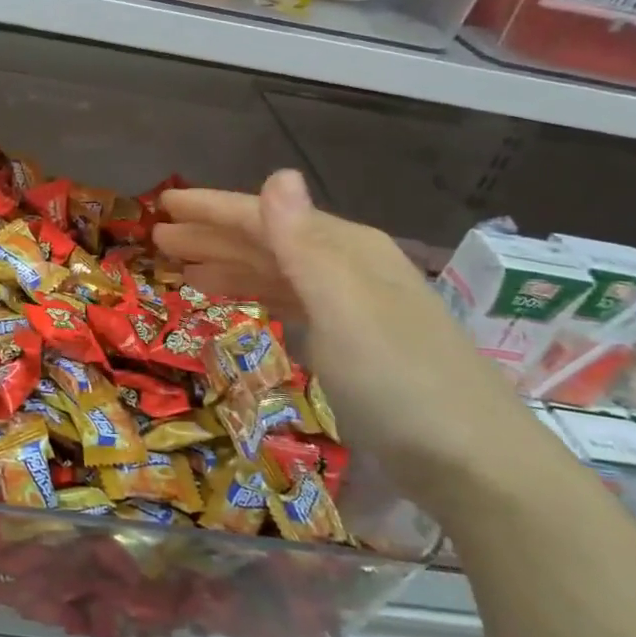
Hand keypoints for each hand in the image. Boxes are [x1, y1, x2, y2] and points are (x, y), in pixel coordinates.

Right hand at [155, 171, 535, 498]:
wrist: (477, 464)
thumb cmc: (398, 380)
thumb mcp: (342, 307)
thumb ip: (302, 242)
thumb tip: (277, 173)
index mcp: (344, 248)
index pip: (264, 216)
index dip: (211, 209)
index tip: (162, 207)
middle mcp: (348, 267)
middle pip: (268, 240)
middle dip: (212, 236)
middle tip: (158, 240)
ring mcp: (354, 306)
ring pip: (278, 272)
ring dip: (230, 266)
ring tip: (184, 271)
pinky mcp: (355, 344)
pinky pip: (292, 302)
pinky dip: (259, 296)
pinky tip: (240, 303)